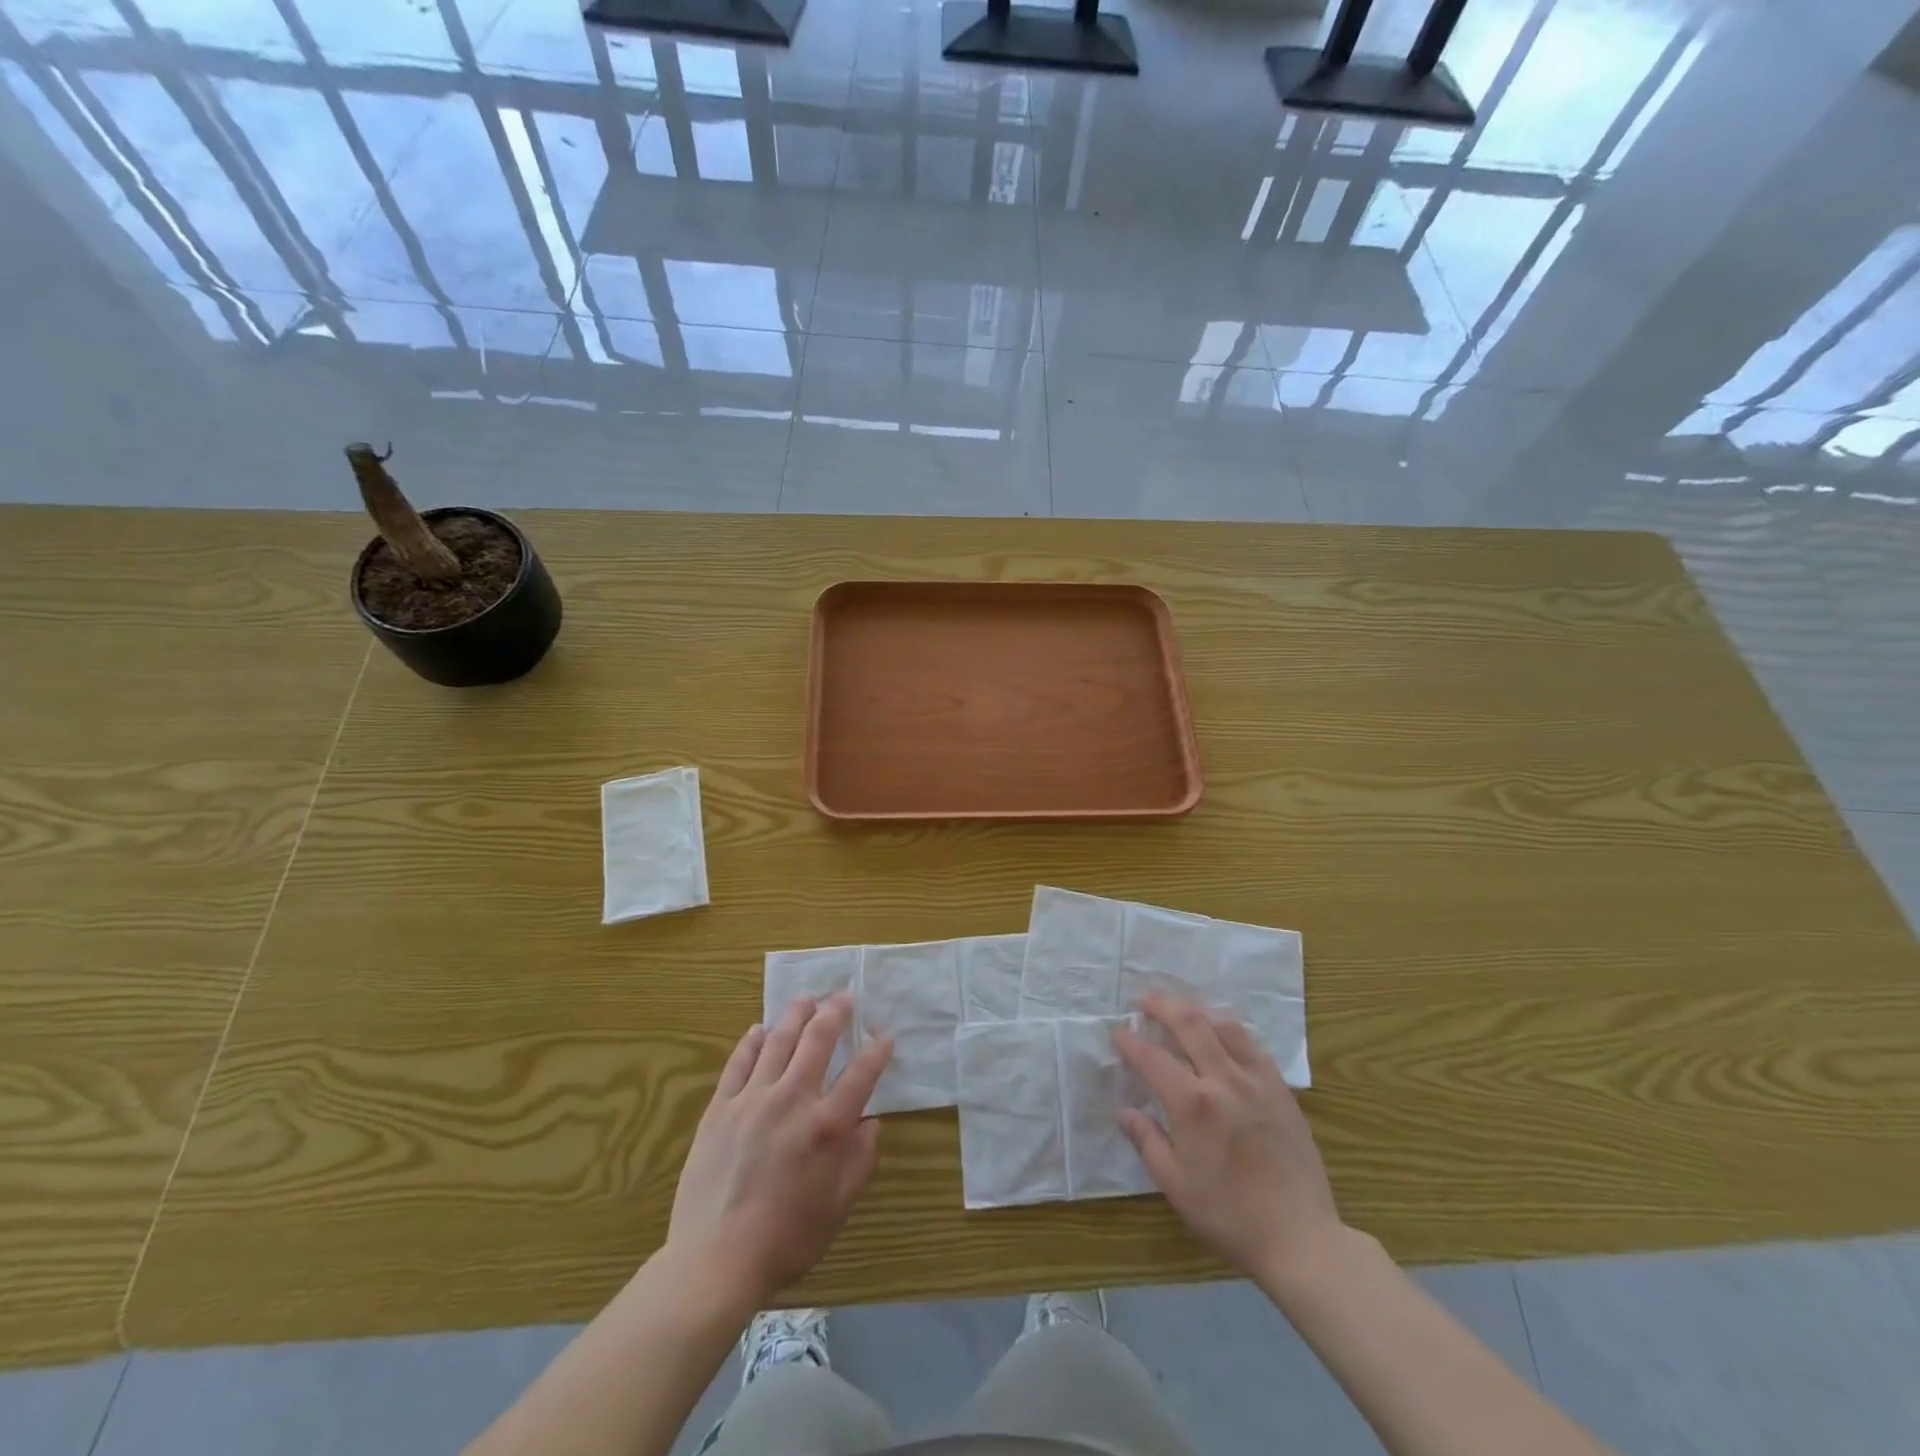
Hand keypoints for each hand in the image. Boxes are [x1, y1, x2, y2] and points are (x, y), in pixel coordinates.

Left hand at [667, 993, 891, 1310]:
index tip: (885, 1034)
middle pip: (818, 1040)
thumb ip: (860, 1161)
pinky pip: (739, 1063)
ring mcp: (753, 1099)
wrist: (714, 1261)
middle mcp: (793, 1100)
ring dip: (795, 1015)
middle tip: (845, 996)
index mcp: (827, 1126)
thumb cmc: (785, 1240)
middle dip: (836, 1012)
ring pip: (778, 1041)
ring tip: (806, 998)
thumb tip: (871, 1123)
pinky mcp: (720, 1108)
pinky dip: (751, 1042)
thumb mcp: (838, 1208)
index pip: (861, 1073)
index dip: (877, 1049)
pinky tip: (759, 1030)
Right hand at [1113, 993, 1345, 1290]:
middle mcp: (1223, 1079)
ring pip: (1225, 1025)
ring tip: (1183, 1013)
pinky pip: (1252, 1045)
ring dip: (1199, 1012)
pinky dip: (1230, 1032)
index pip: (1152, 1056)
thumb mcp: (1175, 1184)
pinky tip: (1224, 1039)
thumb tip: (1124, 1111)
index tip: (1117, 1033)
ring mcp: (1257, 1080)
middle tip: (1145, 1001)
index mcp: (1192, 1103)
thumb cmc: (1229, 1215)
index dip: (1130, 1041)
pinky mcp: (1281, 1089)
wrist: (1300, 1237)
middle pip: (1190, 1022)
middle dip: (1162, 1005)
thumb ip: (1146, 1140)